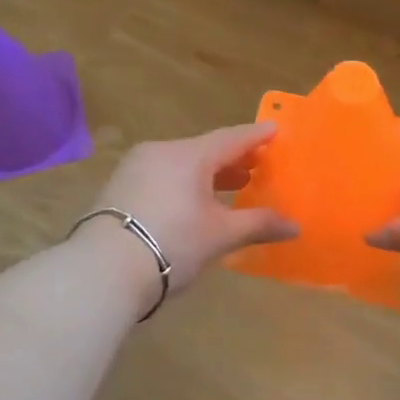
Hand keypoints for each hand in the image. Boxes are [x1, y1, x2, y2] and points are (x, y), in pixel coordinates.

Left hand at [74, 123, 298, 309]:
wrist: (103, 269)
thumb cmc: (172, 243)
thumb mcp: (220, 235)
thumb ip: (259, 224)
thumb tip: (296, 226)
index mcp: (190, 154)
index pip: (232, 138)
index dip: (257, 136)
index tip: (276, 130)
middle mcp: (161, 151)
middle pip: (205, 149)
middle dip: (234, 159)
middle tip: (258, 166)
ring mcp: (135, 168)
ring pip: (181, 163)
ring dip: (208, 174)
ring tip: (231, 186)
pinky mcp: (118, 188)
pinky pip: (162, 176)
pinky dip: (184, 184)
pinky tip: (193, 203)